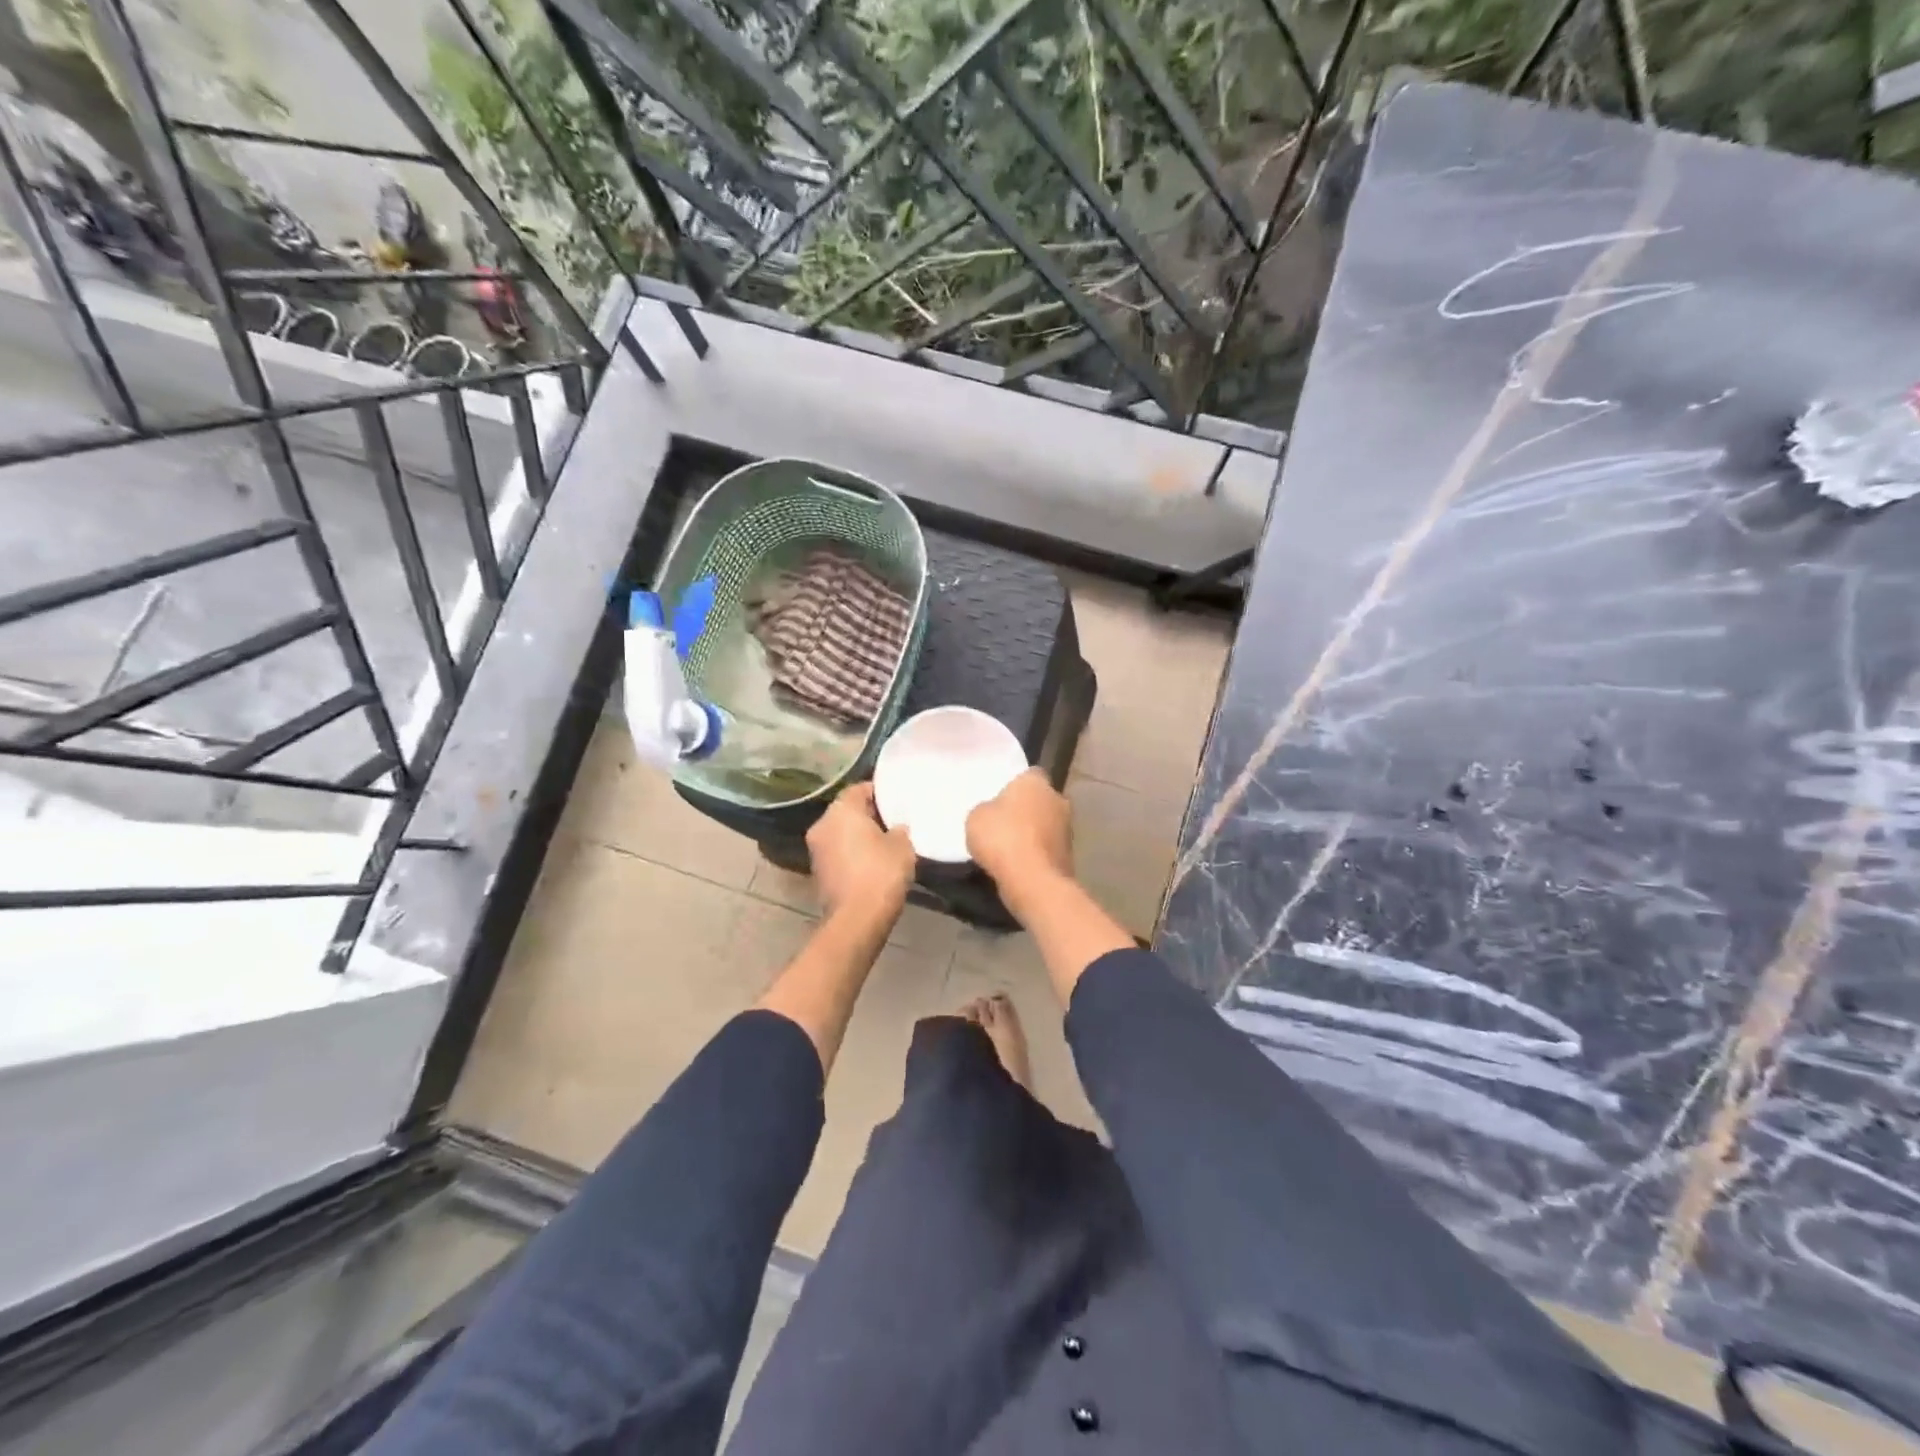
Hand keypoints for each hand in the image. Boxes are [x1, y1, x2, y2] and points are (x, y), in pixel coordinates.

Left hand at [806, 781, 916, 919]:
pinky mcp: (818, 872)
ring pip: (840, 833)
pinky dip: (852, 854)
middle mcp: (822, 825)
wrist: (857, 919)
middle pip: (847, 811)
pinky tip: (872, 863)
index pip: (858, 789)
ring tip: (884, 843)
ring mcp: (816, 850)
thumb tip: (895, 828)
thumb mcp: (902, 846)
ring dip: (858, 836)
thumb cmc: (881, 873)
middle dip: (867, 815)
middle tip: (892, 821)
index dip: (878, 792)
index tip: (895, 800)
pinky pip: (838, 853)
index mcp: (841, 810)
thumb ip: (899, 830)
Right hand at [966, 769, 1071, 890]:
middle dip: (1027, 809)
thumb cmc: (1002, 837)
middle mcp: (1058, 799)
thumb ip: (987, 809)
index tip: (1001, 797)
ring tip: (1010, 848)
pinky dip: (1038, 855)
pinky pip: (1048, 849)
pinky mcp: (1070, 856)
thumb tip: (994, 813)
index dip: (1015, 785)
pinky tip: (1020, 866)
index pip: (1028, 774)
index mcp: (1036, 782)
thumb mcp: (976, 817)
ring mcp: (1068, 829)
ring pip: (1047, 825)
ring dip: (1034, 834)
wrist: (1032, 880)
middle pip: (1041, 800)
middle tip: (1005, 822)